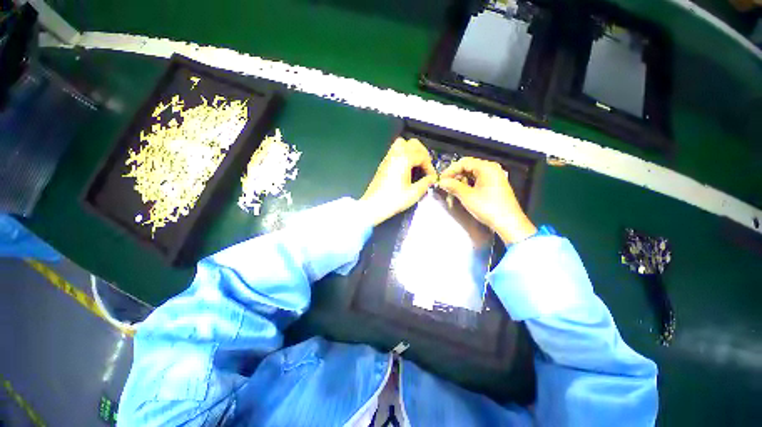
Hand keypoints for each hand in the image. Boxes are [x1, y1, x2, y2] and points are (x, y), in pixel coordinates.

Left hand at [361, 138, 437, 225]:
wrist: (373, 205)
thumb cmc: (393, 200)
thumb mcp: (413, 194)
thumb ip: (425, 183)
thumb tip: (431, 179)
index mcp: (404, 160)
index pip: (422, 156)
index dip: (429, 165)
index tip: (432, 176)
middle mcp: (395, 155)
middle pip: (413, 144)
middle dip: (423, 153)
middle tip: (426, 165)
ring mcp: (388, 158)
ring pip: (402, 143)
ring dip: (412, 150)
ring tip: (417, 163)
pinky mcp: (384, 163)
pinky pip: (395, 150)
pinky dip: (404, 153)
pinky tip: (407, 166)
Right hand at [439, 157, 536, 243]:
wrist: (508, 223)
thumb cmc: (489, 208)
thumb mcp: (467, 196)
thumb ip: (453, 186)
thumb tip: (442, 181)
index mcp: (487, 167)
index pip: (463, 162)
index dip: (450, 170)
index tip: (441, 180)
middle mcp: (491, 169)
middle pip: (468, 167)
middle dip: (455, 176)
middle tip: (446, 186)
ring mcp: (494, 177)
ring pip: (472, 174)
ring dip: (461, 182)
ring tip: (453, 192)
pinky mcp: (494, 185)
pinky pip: (478, 180)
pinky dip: (468, 185)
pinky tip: (463, 193)